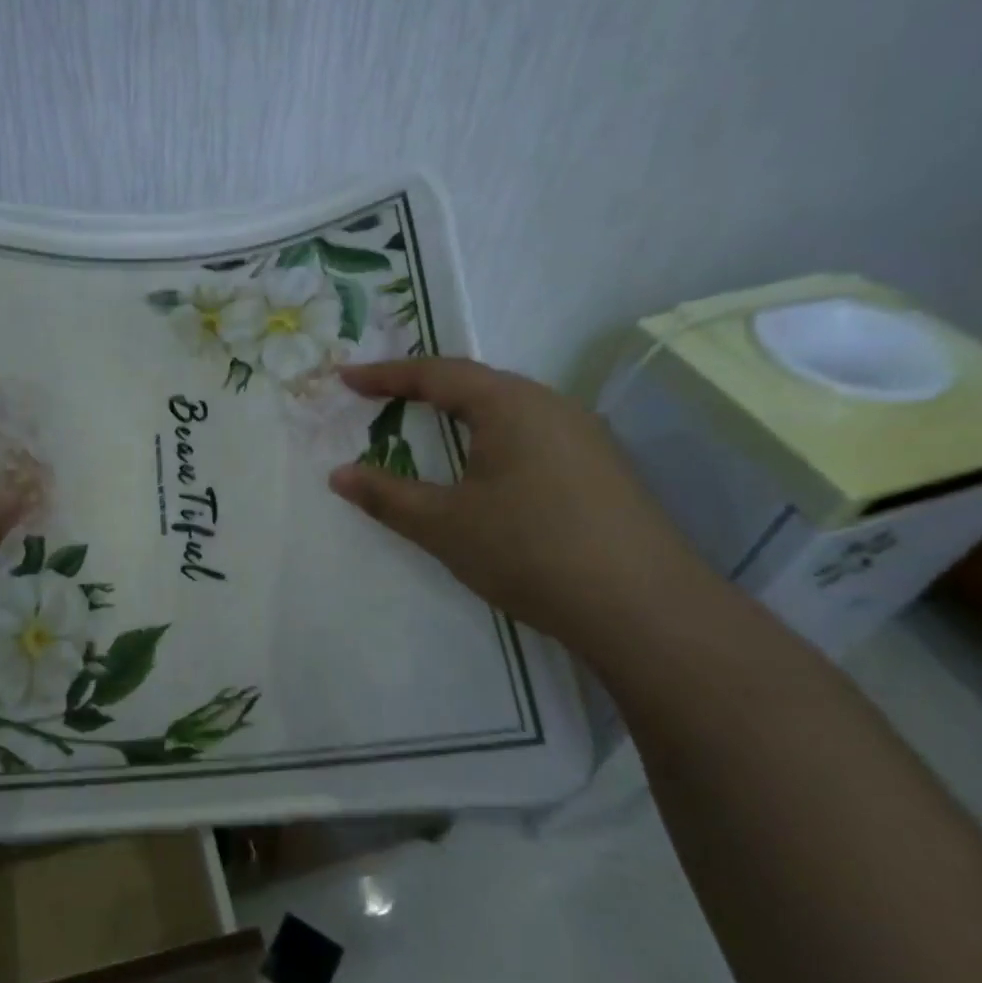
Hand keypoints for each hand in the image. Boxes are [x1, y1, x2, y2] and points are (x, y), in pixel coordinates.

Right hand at [328, 358, 711, 656]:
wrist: (643, 608)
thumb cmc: (529, 550)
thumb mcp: (444, 524)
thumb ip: (386, 495)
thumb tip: (338, 475)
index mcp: (510, 404)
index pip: (437, 374)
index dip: (386, 375)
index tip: (346, 378)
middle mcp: (551, 406)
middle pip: (476, 385)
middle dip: (424, 389)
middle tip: (382, 399)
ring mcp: (585, 436)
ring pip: (508, 410)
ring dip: (462, 415)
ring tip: (428, 428)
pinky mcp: (602, 468)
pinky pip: (533, 435)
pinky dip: (492, 439)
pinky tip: (486, 470)